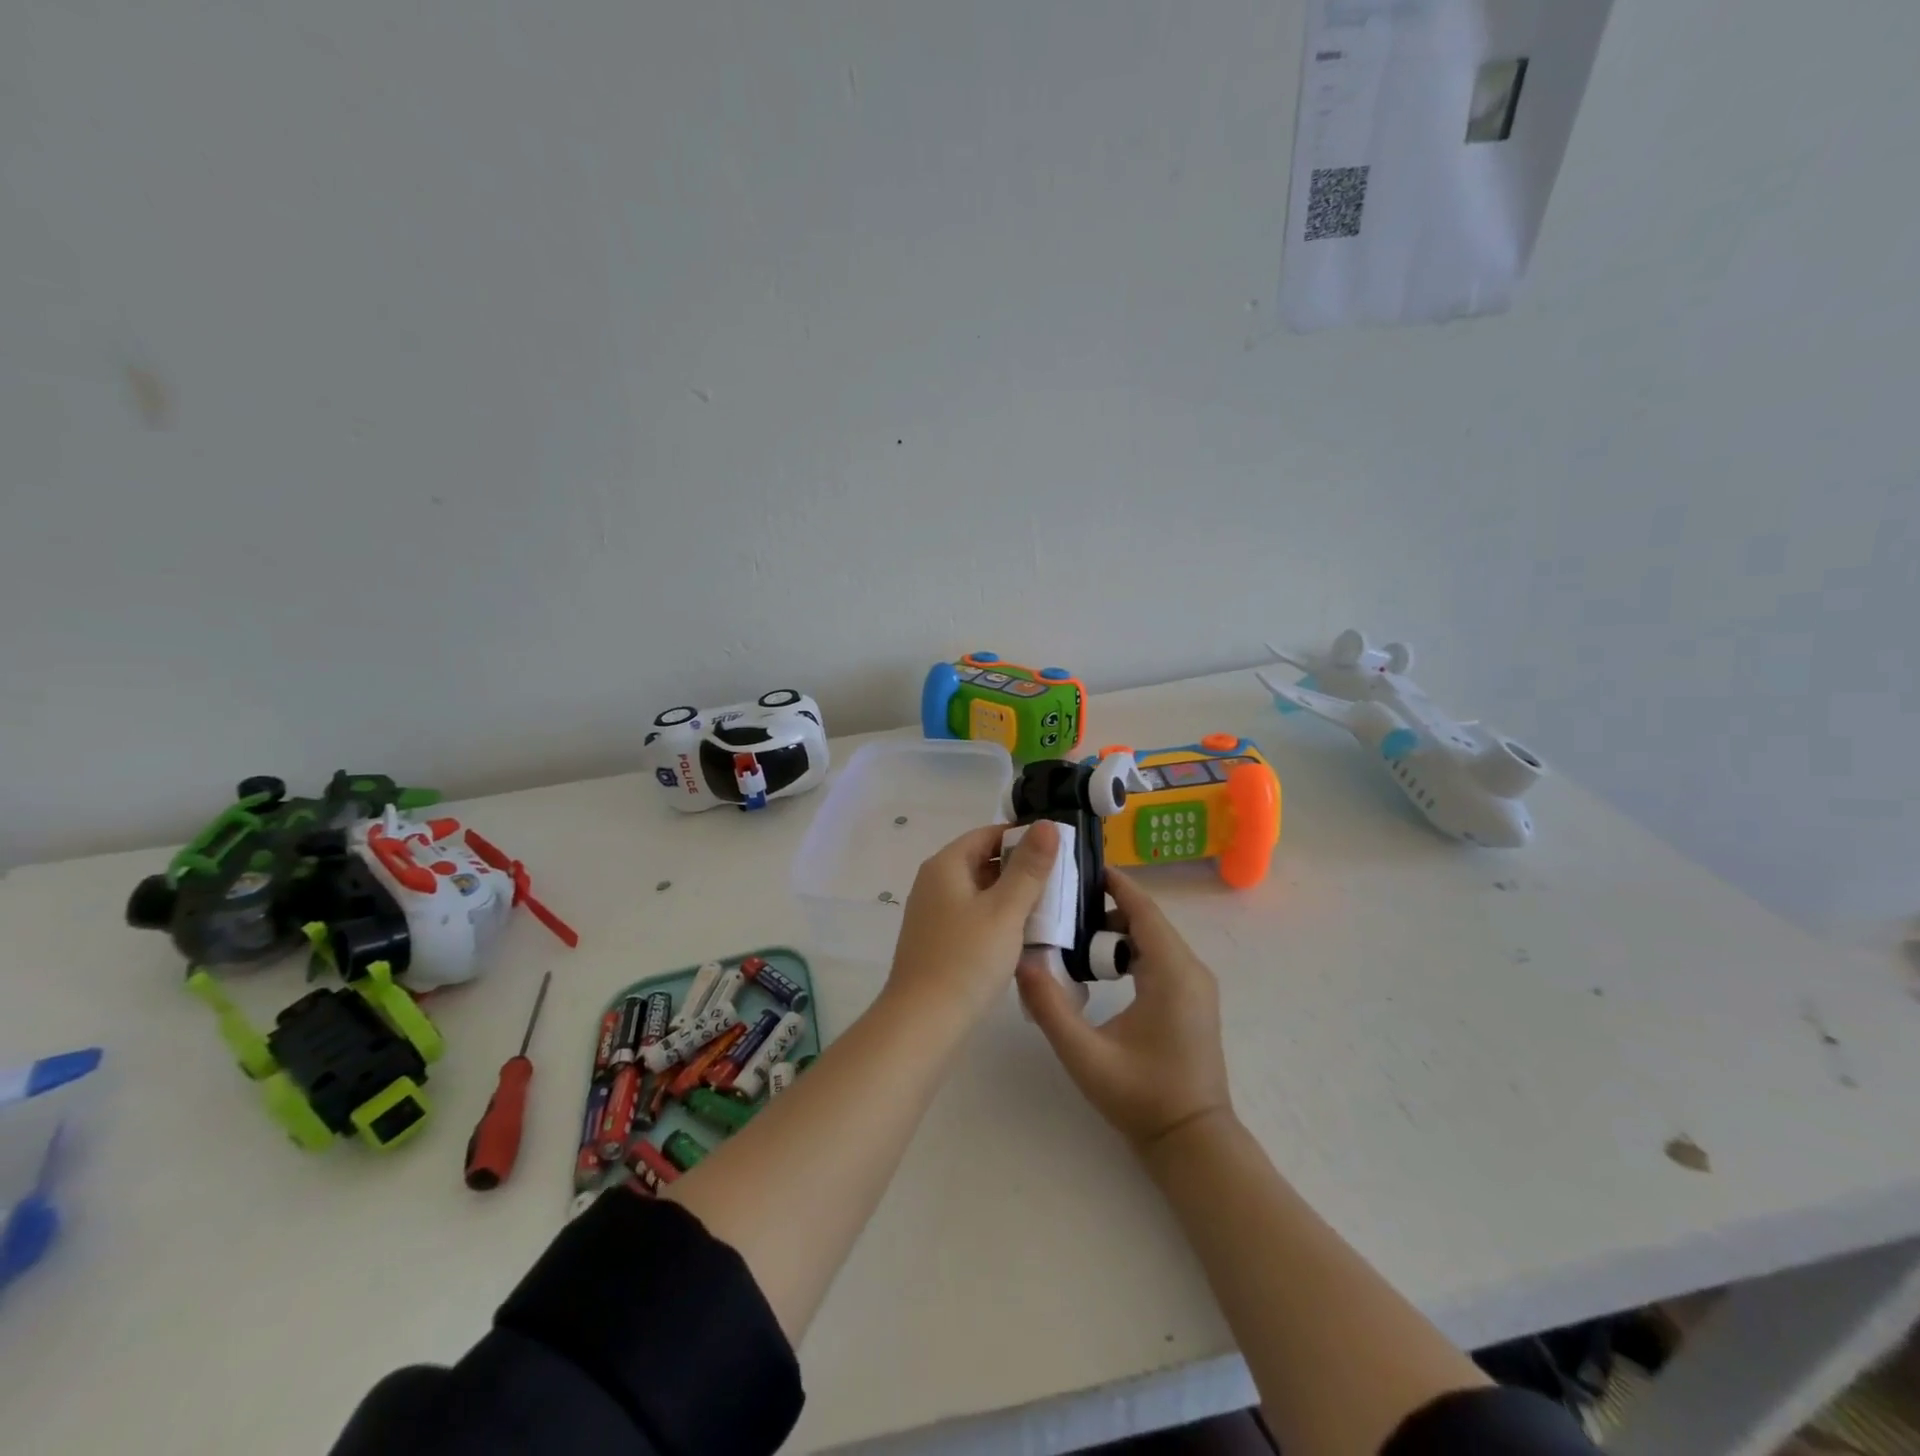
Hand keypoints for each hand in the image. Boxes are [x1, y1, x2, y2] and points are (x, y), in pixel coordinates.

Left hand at [886, 820, 1059, 1020]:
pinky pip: (974, 915)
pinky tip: (1023, 935)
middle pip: (983, 860)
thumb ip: (1029, 867)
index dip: (1023, 837)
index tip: (1059, 850)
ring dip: (1012, 895)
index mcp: (946, 865)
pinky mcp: (938, 940)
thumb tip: (1047, 824)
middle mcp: (934, 882)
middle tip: (1062, 880)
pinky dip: (998, 918)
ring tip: (1051, 907)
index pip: (988, 834)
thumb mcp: (1005, 910)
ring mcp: (933, 913)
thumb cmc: (967, 960)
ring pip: (980, 891)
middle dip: (1021, 868)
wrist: (923, 1022)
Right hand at [1017, 867, 1232, 1154]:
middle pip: (1147, 918)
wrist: (1192, 1141)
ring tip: (1073, 928)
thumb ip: (1050, 1007)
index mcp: (1171, 972)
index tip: (1079, 865)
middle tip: (1062, 899)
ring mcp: (1195, 984)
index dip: (1114, 883)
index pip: (1143, 909)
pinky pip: (1160, 955)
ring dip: (1117, 927)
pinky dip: (1130, 946)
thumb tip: (1021, 962)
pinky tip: (1100, 962)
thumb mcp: (1086, 1056)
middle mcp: (1190, 969)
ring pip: (1154, 937)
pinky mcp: (1191, 998)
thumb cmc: (1142, 1098)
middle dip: (1107, 903)